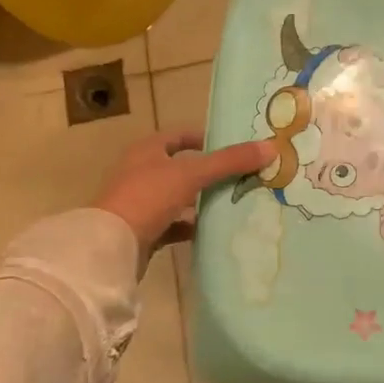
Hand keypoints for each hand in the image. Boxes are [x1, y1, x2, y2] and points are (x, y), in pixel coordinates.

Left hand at [95, 130, 275, 261]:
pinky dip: (190, 226)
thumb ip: (230, 161)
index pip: (178, 137)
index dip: (202, 138)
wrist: (112, 246)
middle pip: (180, 168)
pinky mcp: (142, 231)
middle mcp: (140, 173)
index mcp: (146, 151)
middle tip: (240, 176)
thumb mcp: (192, 174)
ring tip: (232, 203)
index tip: (230, 147)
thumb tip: (271, 147)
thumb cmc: (148, 197)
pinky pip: (172, 225)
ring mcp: (139, 203)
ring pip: (178, 197)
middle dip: (208, 173)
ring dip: (200, 201)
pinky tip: (210, 231)